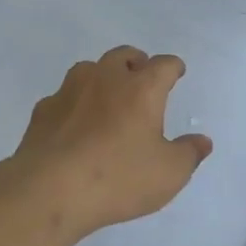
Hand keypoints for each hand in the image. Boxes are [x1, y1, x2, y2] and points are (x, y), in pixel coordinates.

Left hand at [6, 46, 213, 241]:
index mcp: (141, 89)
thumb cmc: (118, 178)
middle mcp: (105, 79)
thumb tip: (202, 141)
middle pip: (123, 56)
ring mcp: (69, 91)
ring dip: (102, 76)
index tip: (177, 71)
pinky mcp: (43, 111)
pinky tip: (74, 122)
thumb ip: (189, 154)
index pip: (163, 65)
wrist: (50, 190)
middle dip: (136, 62)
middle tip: (142, 76)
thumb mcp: (169, 174)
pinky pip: (63, 96)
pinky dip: (74, 103)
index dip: (173, 67)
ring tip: (108, 96)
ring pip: (89, 69)